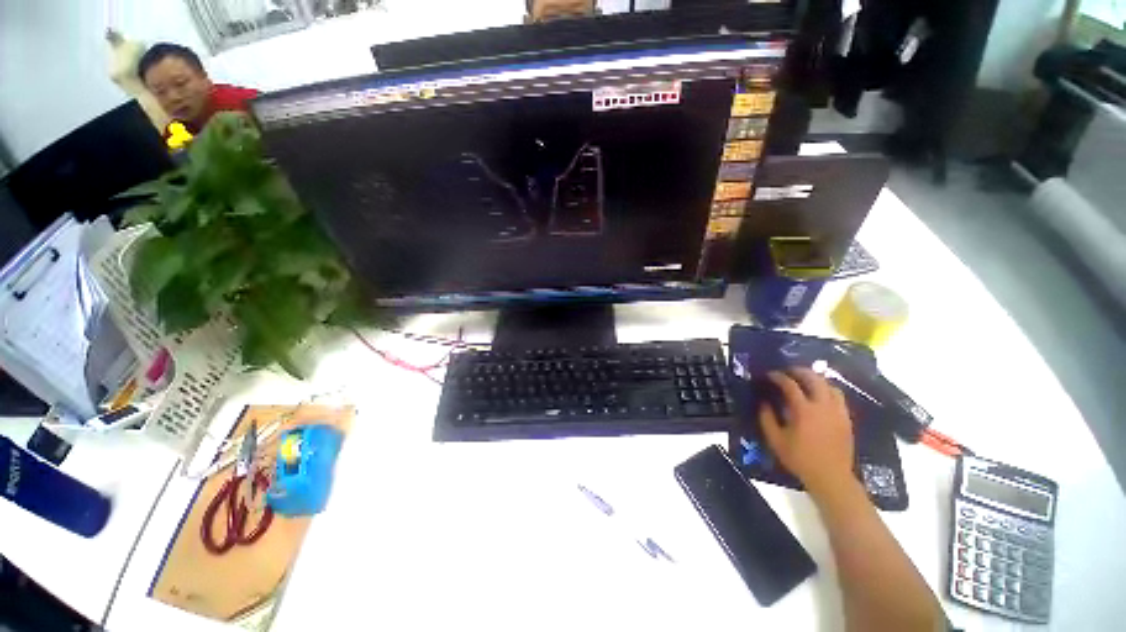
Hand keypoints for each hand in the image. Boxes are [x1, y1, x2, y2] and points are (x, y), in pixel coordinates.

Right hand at [759, 368, 855, 498]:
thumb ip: (766, 418)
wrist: (831, 477)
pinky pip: (839, 397)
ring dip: (816, 380)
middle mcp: (823, 406)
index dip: (778, 377)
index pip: (790, 385)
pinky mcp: (846, 419)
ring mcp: (838, 412)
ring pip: (830, 386)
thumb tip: (764, 402)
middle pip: (814, 379)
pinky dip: (828, 391)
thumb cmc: (800, 458)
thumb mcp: (775, 440)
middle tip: (788, 371)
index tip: (770, 375)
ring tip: (805, 381)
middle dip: (799, 371)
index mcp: (803, 410)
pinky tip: (820, 396)